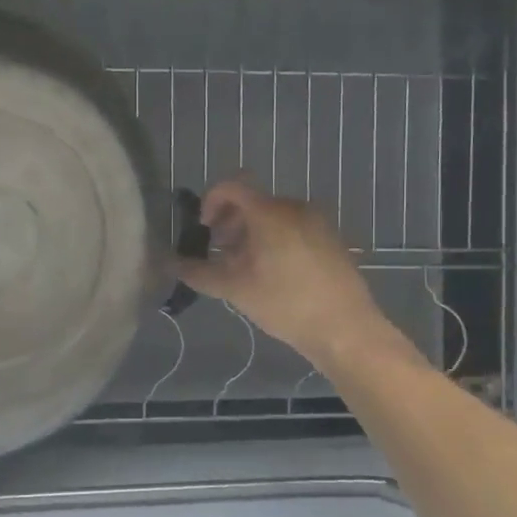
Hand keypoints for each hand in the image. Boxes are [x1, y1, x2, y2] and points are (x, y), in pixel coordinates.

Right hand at [177, 178, 420, 369]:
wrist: (346, 329)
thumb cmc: (285, 303)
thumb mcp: (235, 289)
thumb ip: (199, 273)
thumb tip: (170, 264)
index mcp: (270, 212)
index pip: (232, 187)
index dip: (210, 202)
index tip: (204, 230)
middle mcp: (295, 207)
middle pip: (253, 203)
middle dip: (230, 224)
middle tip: (220, 254)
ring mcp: (318, 222)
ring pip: (273, 217)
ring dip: (252, 235)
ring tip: (245, 269)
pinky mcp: (331, 239)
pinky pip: (294, 228)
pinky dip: (275, 241)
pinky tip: (273, 275)